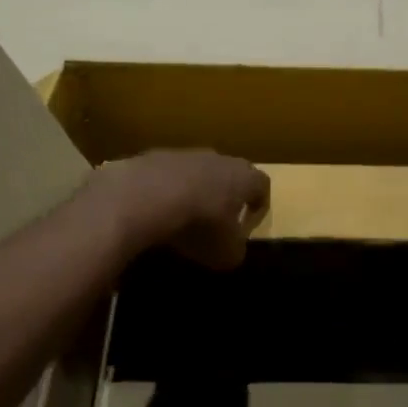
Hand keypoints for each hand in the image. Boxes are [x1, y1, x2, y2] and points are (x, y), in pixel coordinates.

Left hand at [93, 150, 269, 269]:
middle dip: (226, 195)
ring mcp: (184, 154)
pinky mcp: (153, 156)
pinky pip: (167, 175)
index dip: (259, 205)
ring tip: (183, 217)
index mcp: (244, 177)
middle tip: (218, 220)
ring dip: (194, 191)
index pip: (262, 185)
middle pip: (229, 173)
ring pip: (197, 171)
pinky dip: (165, 190)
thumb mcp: (226, 252)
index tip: (249, 224)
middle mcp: (218, 158)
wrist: (145, 196)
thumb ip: (235, 250)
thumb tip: (231, 249)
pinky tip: (155, 210)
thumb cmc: (199, 225)